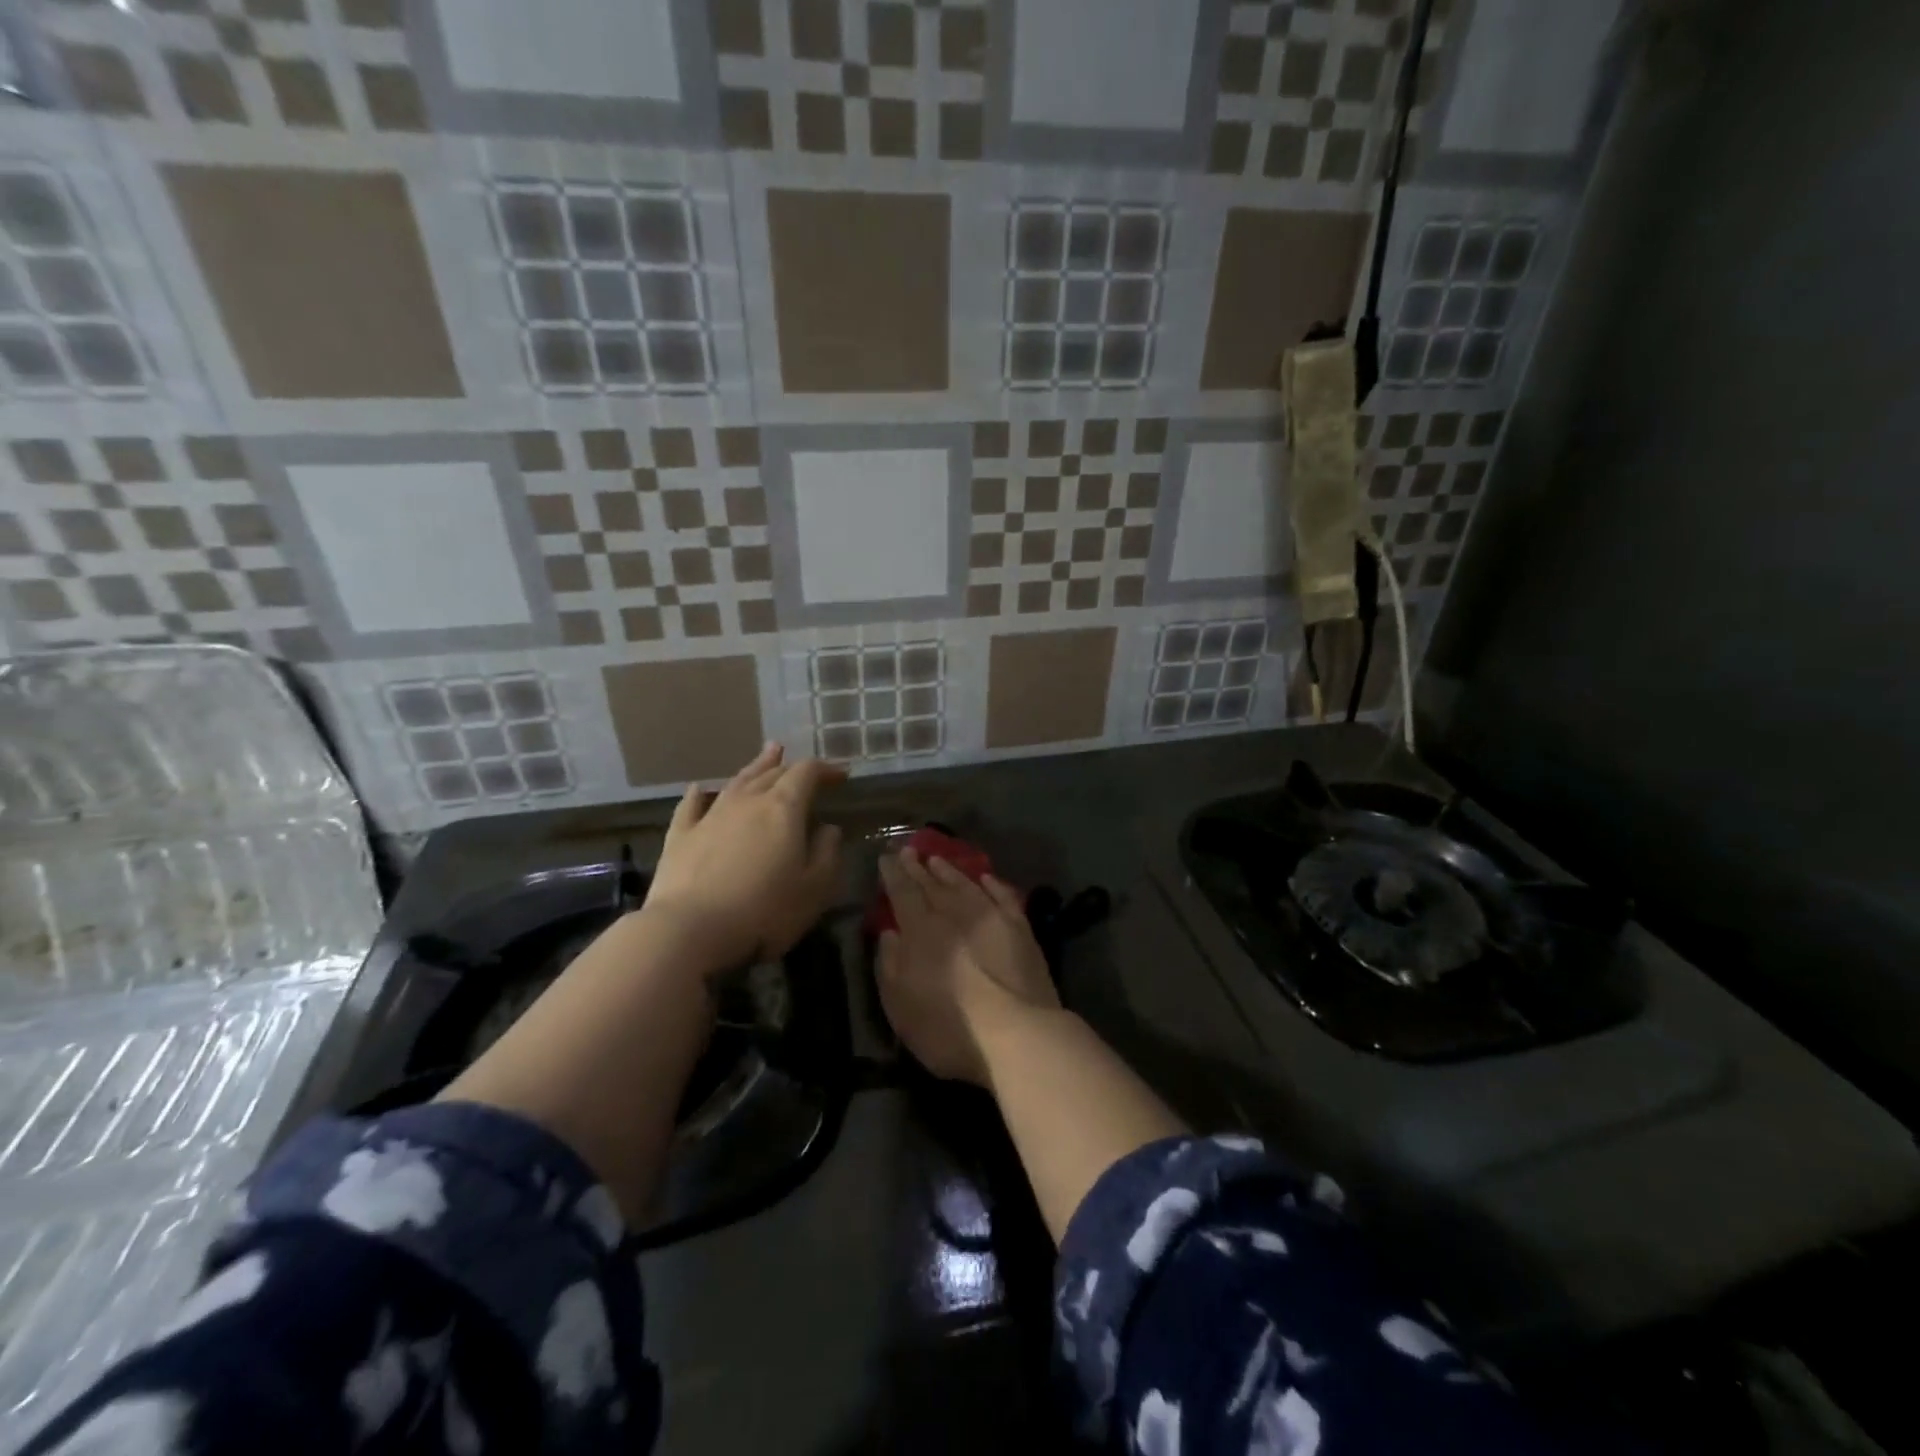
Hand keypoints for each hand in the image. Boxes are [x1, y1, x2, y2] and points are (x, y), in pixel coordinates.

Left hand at [644, 743, 845, 967]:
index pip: (807, 773)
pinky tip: (699, 789)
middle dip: (792, 767)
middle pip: (772, 773)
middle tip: (806, 767)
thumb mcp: (814, 889)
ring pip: (737, 782)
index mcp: (783, 809)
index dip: (826, 770)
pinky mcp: (680, 837)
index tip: (841, 776)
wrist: (688, 930)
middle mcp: (747, 802)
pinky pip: (691, 806)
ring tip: (769, 753)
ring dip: (755, 767)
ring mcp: (710, 816)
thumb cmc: (763, 911)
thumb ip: (827, 853)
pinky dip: (699, 794)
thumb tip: (828, 829)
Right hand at [876, 850, 1060, 1085]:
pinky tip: (986, 878)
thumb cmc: (949, 1029)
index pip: (903, 892)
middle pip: (932, 884)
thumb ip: (890, 966)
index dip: (893, 873)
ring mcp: (991, 917)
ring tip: (937, 859)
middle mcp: (954, 914)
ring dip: (949, 871)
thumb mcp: (900, 1007)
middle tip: (908, 850)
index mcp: (921, 931)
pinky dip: (993, 884)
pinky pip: (1003, 896)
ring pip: (965, 884)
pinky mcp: (1020, 928)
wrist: (1017, 1034)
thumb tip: (889, 933)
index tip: (885, 857)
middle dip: (917, 866)